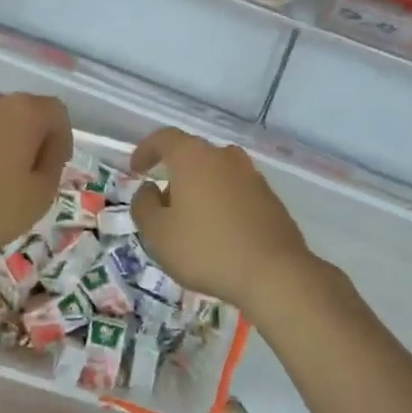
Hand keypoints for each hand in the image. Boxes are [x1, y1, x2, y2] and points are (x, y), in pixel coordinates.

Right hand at [129, 128, 319, 312]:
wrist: (275, 274)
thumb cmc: (207, 249)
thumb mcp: (158, 233)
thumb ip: (144, 206)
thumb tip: (150, 190)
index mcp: (194, 157)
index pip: (165, 138)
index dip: (146, 150)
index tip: (136, 169)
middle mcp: (225, 157)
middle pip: (193, 155)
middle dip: (174, 174)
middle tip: (163, 204)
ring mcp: (252, 177)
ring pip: (217, 174)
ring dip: (200, 190)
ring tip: (191, 222)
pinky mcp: (271, 199)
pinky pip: (237, 193)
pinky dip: (223, 204)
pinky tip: (219, 234)